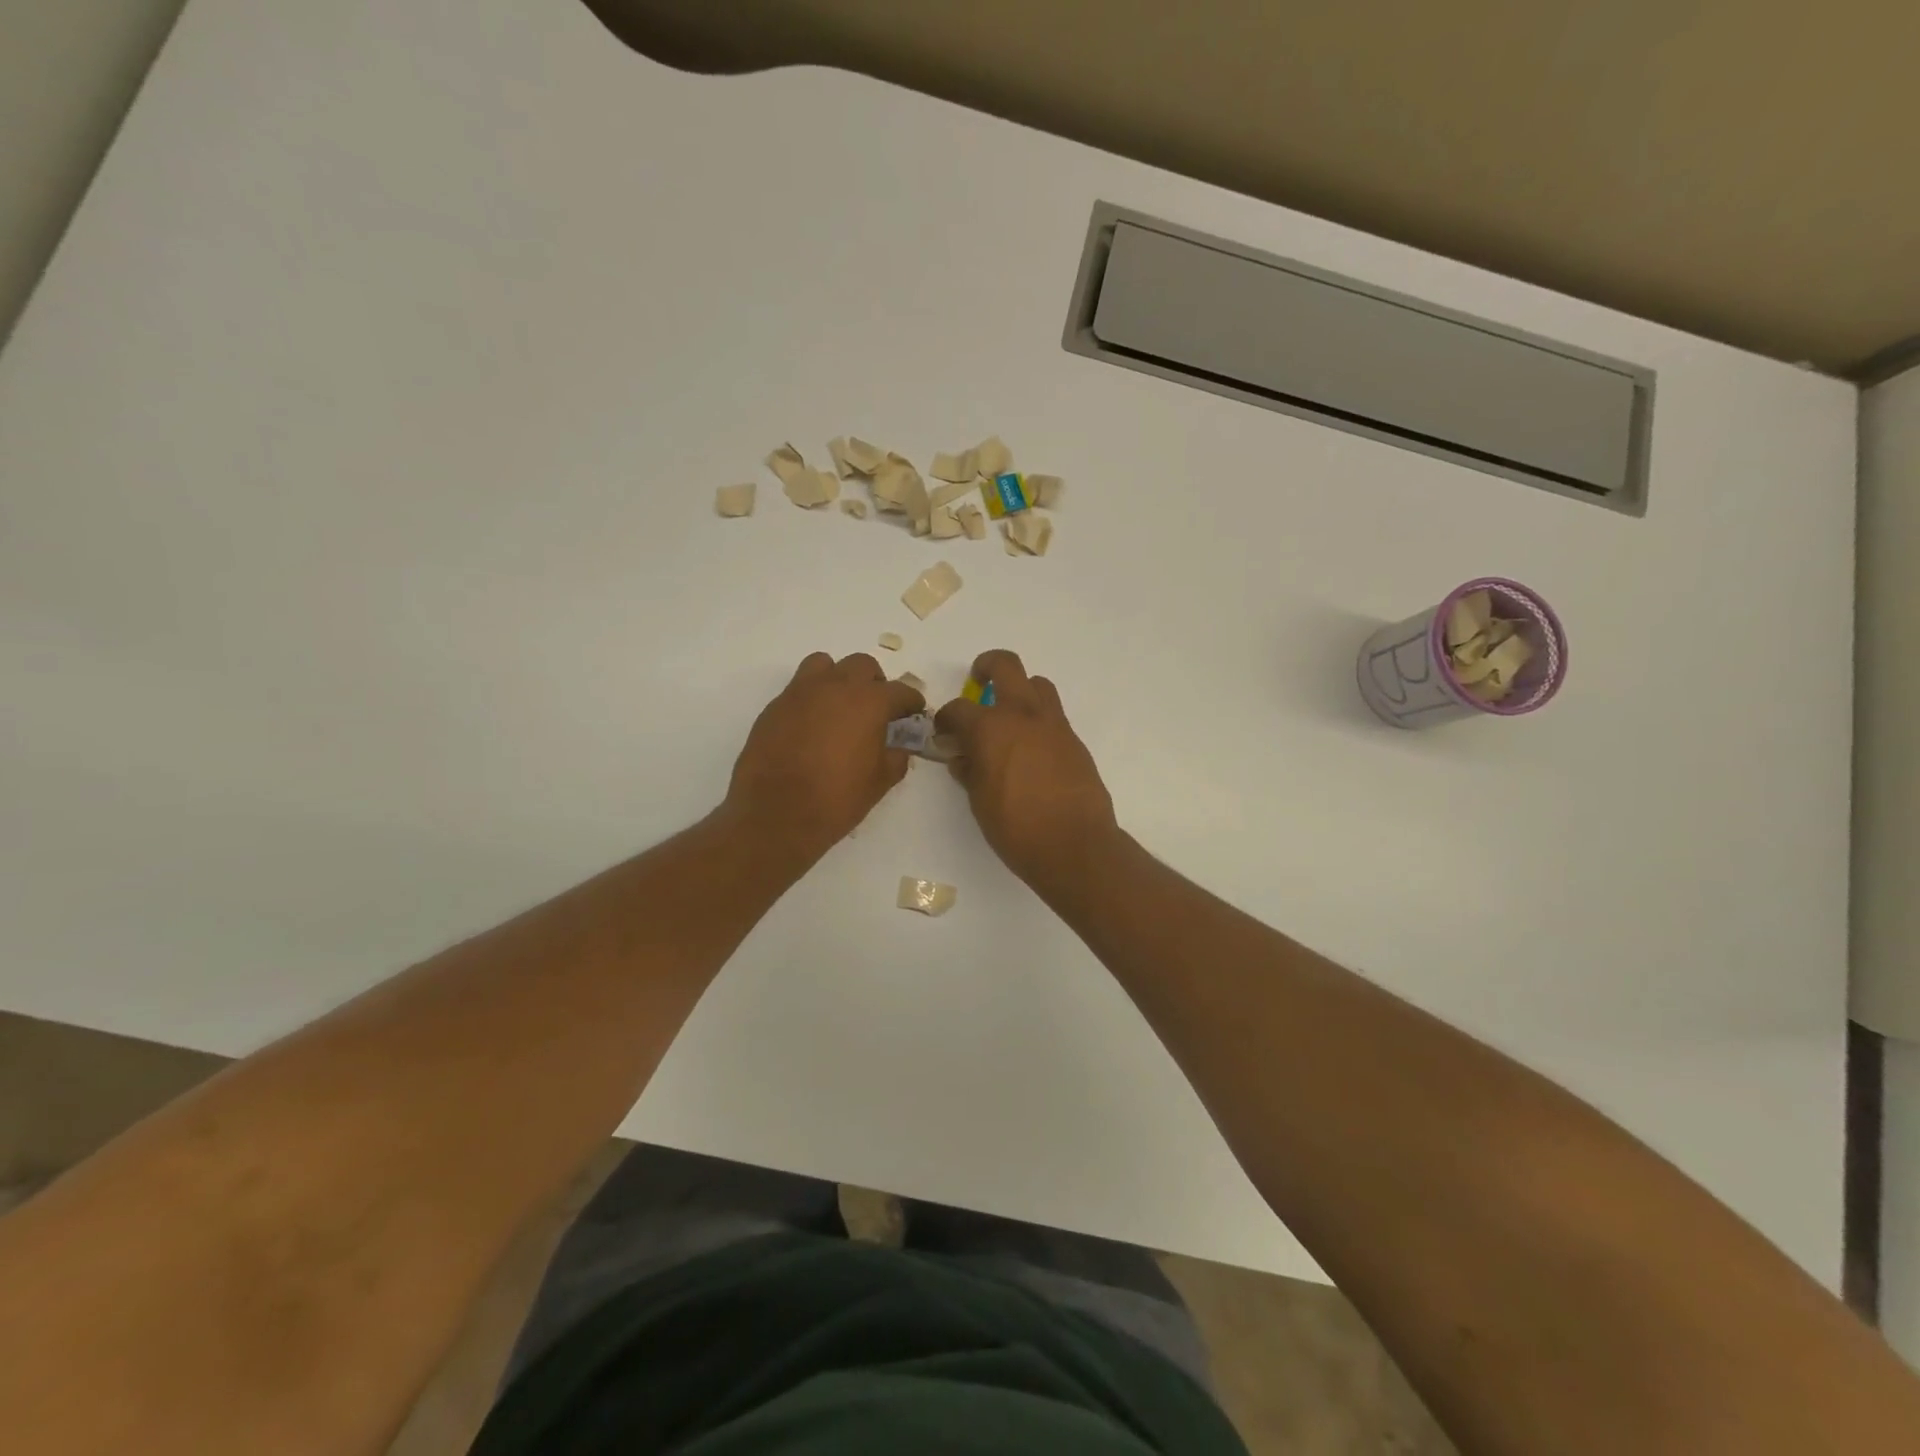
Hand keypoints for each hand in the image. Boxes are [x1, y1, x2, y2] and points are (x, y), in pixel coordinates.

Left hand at [724, 652, 923, 862]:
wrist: (775, 815)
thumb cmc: (836, 800)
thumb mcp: (879, 783)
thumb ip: (896, 758)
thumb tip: (898, 747)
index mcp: (869, 702)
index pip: (900, 691)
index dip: (912, 702)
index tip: (914, 712)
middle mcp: (835, 687)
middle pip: (862, 666)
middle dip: (874, 683)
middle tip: (876, 710)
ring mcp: (800, 693)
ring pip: (825, 665)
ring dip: (838, 679)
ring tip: (840, 707)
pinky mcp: (774, 706)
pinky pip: (799, 689)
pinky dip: (811, 699)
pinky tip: (812, 728)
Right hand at [934, 649, 1118, 890]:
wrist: (1074, 844)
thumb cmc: (1016, 827)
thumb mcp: (979, 801)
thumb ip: (969, 771)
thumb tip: (963, 758)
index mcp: (990, 728)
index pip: (958, 709)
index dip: (945, 718)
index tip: (943, 731)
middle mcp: (1022, 715)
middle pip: (1005, 666)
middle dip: (987, 666)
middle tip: (978, 681)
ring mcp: (1053, 725)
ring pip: (1037, 684)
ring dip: (1020, 690)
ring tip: (1009, 715)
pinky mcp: (1074, 741)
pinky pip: (1053, 715)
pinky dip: (1038, 720)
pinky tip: (1031, 748)